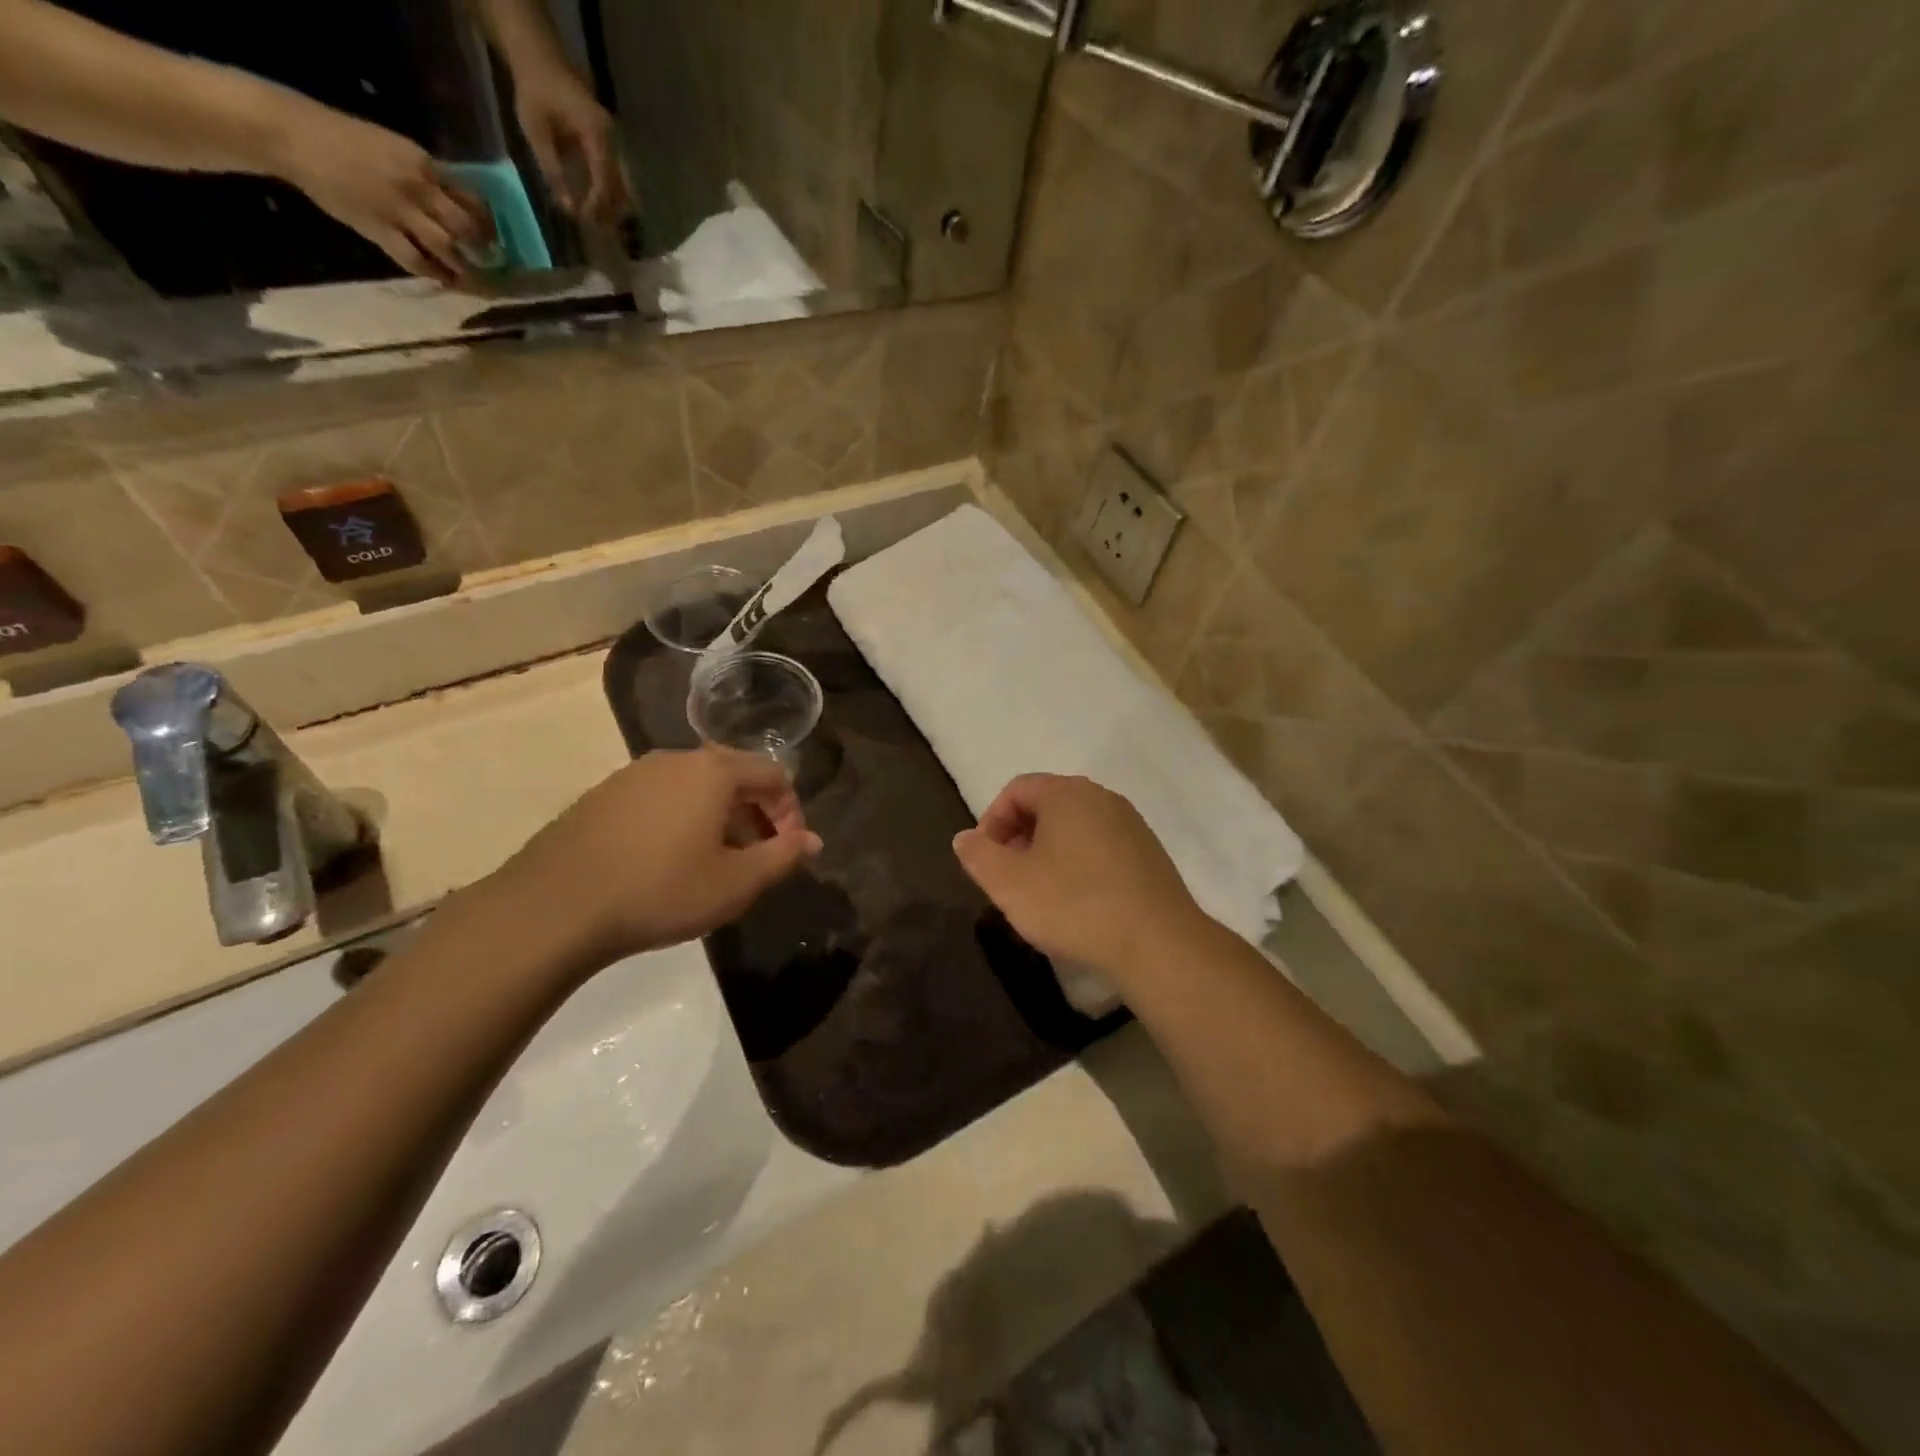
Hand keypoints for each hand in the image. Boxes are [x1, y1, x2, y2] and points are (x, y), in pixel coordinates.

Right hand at [276, 108, 492, 285]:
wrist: (292, 135)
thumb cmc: (342, 137)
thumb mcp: (392, 146)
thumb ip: (424, 174)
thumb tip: (453, 199)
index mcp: (423, 163)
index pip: (469, 197)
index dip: (486, 221)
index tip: (492, 233)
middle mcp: (418, 188)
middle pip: (465, 227)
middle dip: (482, 247)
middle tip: (489, 259)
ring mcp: (399, 211)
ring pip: (447, 247)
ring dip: (462, 265)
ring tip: (470, 274)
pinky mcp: (379, 230)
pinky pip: (415, 260)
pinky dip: (432, 272)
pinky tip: (441, 279)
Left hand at [488, 748, 821, 973]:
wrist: (554, 907)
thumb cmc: (661, 890)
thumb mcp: (736, 882)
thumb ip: (783, 857)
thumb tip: (812, 842)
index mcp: (713, 770)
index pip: (773, 775)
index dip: (791, 813)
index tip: (788, 853)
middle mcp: (675, 760)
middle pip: (734, 777)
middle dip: (755, 816)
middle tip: (756, 861)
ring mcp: (632, 775)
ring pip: (694, 789)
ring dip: (718, 821)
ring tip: (713, 865)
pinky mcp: (601, 797)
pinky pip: (659, 800)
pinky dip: (680, 823)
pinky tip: (666, 864)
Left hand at [512, 62, 630, 223]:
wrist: (542, 62)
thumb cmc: (535, 93)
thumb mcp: (536, 131)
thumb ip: (552, 170)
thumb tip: (569, 208)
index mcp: (597, 135)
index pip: (605, 181)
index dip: (597, 205)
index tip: (582, 218)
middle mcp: (614, 143)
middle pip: (623, 189)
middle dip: (609, 212)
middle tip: (592, 227)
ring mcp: (617, 146)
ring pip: (626, 189)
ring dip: (614, 209)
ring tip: (596, 221)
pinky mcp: (614, 149)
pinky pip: (621, 181)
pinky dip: (613, 198)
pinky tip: (600, 208)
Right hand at [953, 774, 1209, 978]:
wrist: (1158, 943)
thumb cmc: (1073, 904)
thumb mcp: (1009, 883)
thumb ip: (978, 855)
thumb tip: (965, 838)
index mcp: (1066, 793)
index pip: (1016, 789)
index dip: (992, 821)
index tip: (985, 860)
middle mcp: (1102, 797)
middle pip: (1047, 805)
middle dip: (1019, 837)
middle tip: (1008, 877)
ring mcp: (1131, 824)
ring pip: (1075, 827)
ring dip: (1049, 853)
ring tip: (1041, 894)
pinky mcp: (1150, 854)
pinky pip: (1102, 847)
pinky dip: (1080, 865)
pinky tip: (1079, 903)